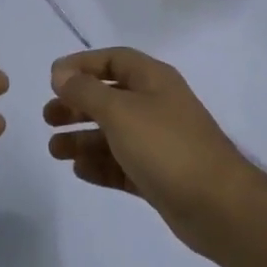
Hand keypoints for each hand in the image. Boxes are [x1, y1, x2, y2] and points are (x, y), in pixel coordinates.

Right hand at [43, 47, 261, 258]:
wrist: (218, 206)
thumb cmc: (166, 146)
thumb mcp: (120, 111)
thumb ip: (86, 91)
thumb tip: (60, 73)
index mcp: (154, 80)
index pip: (114, 60)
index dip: (82, 65)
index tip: (52, 79)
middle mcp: (157, 106)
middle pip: (110, 97)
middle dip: (77, 106)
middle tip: (48, 119)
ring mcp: (159, 143)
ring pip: (113, 134)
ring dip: (82, 139)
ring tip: (54, 151)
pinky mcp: (159, 176)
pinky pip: (122, 164)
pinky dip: (100, 165)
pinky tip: (79, 171)